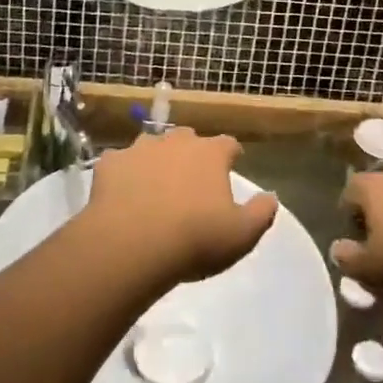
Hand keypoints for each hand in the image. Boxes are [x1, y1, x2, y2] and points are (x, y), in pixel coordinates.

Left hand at [85, 128, 277, 284]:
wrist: (132, 244)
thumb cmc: (194, 239)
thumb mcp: (241, 235)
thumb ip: (261, 213)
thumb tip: (271, 197)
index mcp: (210, 154)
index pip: (228, 144)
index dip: (231, 154)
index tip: (232, 163)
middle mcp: (176, 142)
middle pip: (188, 138)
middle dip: (192, 152)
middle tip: (192, 178)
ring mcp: (140, 148)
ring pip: (152, 145)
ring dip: (156, 159)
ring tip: (155, 184)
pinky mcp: (111, 162)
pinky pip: (119, 162)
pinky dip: (123, 173)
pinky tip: (122, 192)